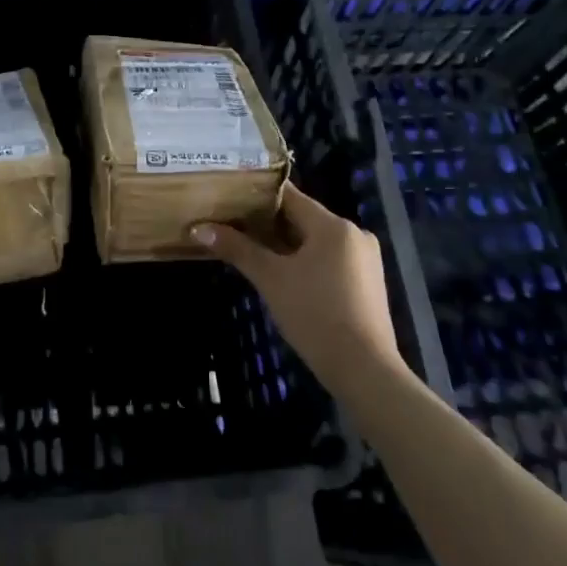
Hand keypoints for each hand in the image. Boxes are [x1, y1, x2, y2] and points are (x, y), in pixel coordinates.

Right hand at [193, 185, 400, 399]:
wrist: (363, 369)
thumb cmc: (314, 314)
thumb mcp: (271, 279)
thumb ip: (237, 249)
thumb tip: (199, 228)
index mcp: (334, 225)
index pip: (290, 196)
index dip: (258, 196)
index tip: (230, 198)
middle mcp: (355, 234)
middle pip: (303, 218)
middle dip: (268, 224)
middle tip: (232, 227)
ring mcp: (365, 260)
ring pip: (316, 241)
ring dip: (285, 245)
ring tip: (251, 250)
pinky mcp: (368, 283)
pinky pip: (330, 260)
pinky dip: (306, 261)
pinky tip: (283, 275)